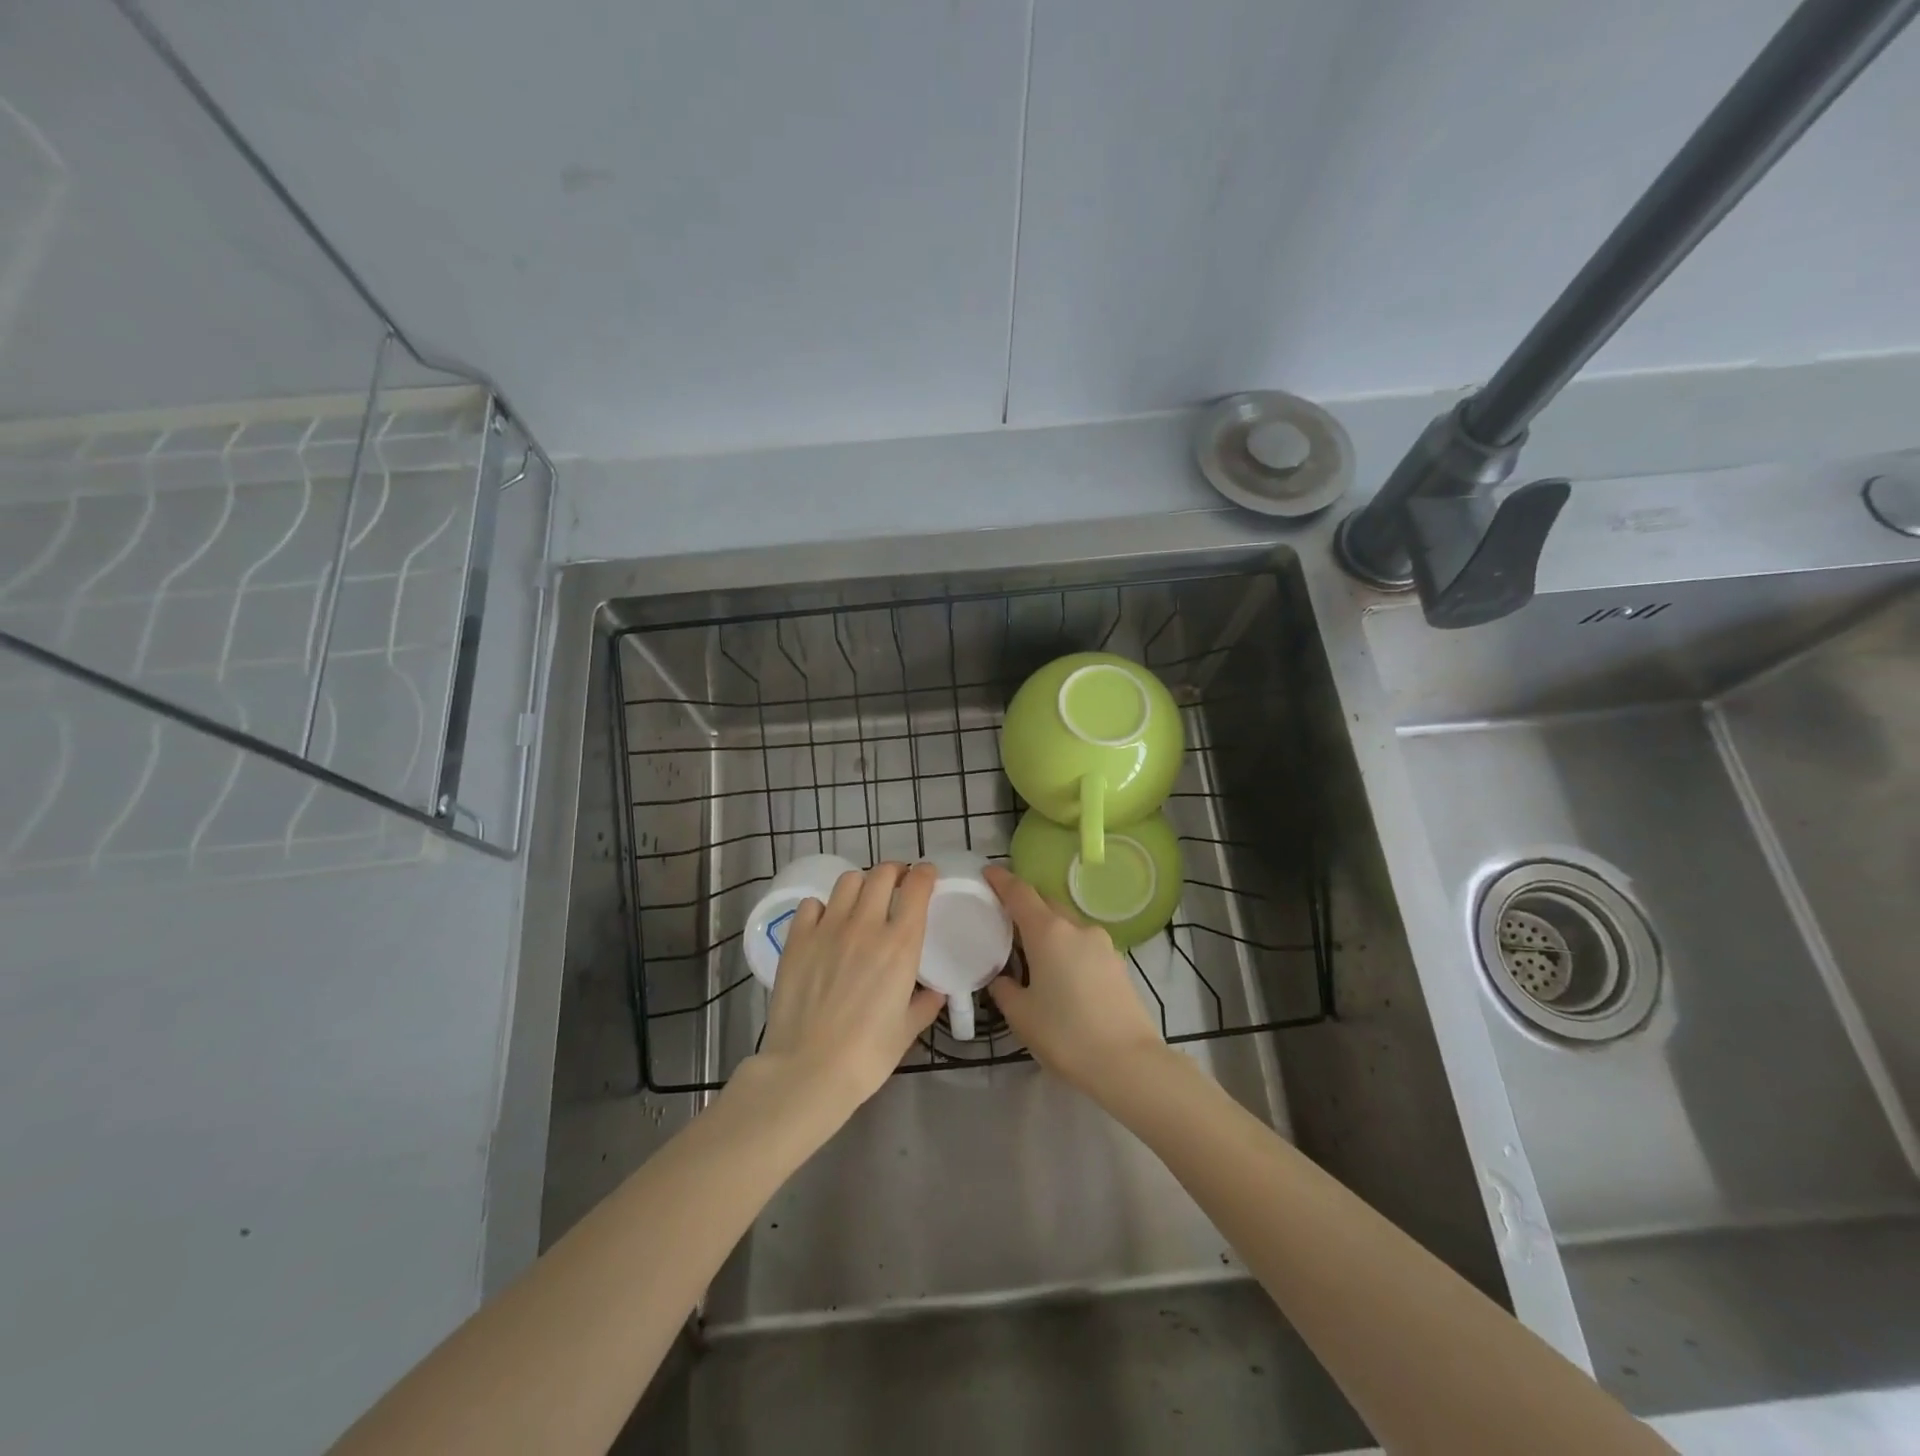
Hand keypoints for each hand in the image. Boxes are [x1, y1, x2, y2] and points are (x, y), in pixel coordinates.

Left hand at [754, 862, 944, 1112]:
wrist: (809, 1069)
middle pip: (882, 874)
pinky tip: (826, 924)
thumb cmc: (867, 1055)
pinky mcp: (798, 939)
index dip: (925, 874)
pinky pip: (813, 904)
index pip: (917, 887)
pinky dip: (824, 907)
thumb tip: (935, 993)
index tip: (927, 876)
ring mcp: (828, 928)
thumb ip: (925, 1004)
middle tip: (897, 885)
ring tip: (862, 901)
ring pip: (848, 881)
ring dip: (861, 884)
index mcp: (901, 944)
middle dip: (895, 872)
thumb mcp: (907, 1030)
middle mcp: (866, 925)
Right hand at [984, 865, 1163, 1095]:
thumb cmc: (1066, 1034)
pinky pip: (1084, 945)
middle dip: (1026, 906)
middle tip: (1005, 921)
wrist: (1129, 1063)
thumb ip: (1004, 989)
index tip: (987, 872)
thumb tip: (1001, 979)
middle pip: (1046, 904)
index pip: (1020, 892)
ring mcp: (1103, 944)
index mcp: (1048, 932)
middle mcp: (1077, 928)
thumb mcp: (1021, 1015)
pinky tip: (1062, 976)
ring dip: (1049, 930)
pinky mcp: (1118, 963)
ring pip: (1068, 925)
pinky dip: (1068, 949)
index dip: (1001, 880)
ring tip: (1033, 955)